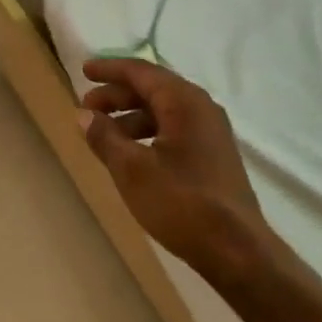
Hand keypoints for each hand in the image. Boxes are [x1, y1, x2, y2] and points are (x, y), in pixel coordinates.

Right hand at [79, 58, 274, 290]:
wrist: (237, 251)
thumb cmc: (182, 202)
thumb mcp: (132, 169)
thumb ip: (104, 137)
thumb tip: (83, 114)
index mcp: (184, 100)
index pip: (140, 72)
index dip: (109, 70)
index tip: (84, 71)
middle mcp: (201, 107)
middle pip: (152, 89)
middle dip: (117, 96)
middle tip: (86, 109)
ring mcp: (210, 132)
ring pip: (163, 111)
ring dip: (130, 117)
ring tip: (103, 135)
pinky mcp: (213, 155)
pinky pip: (174, 129)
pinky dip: (148, 133)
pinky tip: (132, 155)